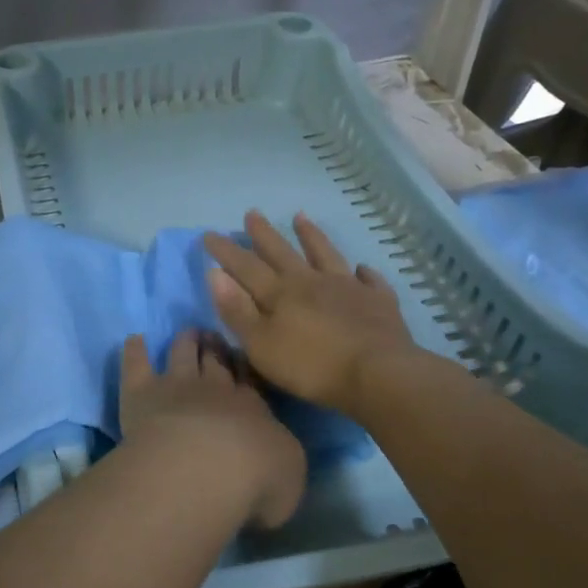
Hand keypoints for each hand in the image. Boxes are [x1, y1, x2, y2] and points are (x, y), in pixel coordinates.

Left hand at [118, 330, 306, 529]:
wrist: (204, 468)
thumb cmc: (256, 478)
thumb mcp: (290, 474)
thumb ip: (281, 459)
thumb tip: (275, 457)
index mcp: (252, 407)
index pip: (249, 380)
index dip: (244, 367)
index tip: (242, 356)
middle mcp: (214, 389)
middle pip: (215, 361)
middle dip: (216, 349)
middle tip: (215, 339)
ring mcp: (175, 386)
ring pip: (181, 354)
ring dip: (185, 341)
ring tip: (188, 334)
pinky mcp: (141, 393)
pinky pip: (136, 365)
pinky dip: (134, 350)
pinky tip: (134, 339)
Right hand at [202, 211, 418, 413]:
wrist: (378, 374)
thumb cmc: (311, 366)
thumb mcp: (261, 345)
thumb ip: (237, 311)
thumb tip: (215, 274)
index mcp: (280, 293)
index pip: (246, 267)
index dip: (226, 251)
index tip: (209, 234)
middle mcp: (311, 281)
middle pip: (282, 252)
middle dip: (264, 234)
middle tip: (252, 213)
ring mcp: (348, 287)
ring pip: (325, 254)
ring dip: (311, 236)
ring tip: (301, 217)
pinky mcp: (378, 302)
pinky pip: (369, 281)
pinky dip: (364, 272)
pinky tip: (362, 268)